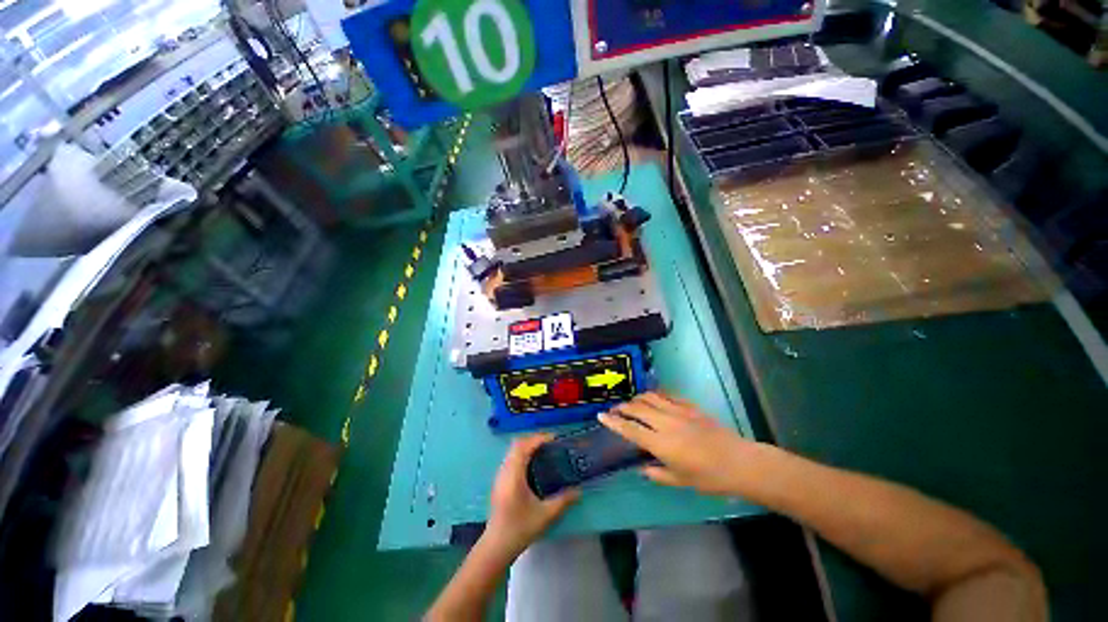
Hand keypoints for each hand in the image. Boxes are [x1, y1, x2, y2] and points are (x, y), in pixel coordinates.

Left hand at [483, 435, 579, 558]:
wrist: (496, 546)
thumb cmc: (520, 529)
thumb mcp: (546, 515)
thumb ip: (563, 500)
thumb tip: (579, 490)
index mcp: (514, 474)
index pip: (524, 446)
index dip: (538, 439)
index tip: (554, 439)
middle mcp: (505, 470)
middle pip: (517, 444)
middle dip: (533, 439)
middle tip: (550, 444)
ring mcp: (500, 476)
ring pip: (512, 451)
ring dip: (527, 446)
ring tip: (543, 451)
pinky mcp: (499, 482)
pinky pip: (510, 458)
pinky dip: (522, 454)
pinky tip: (532, 465)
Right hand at [599, 392, 758, 495]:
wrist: (740, 462)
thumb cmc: (709, 477)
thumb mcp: (681, 481)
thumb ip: (657, 474)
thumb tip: (641, 467)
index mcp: (661, 444)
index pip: (630, 429)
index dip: (613, 422)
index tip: (601, 416)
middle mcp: (665, 423)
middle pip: (637, 408)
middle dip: (622, 407)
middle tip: (615, 410)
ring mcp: (678, 411)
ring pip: (650, 397)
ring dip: (637, 399)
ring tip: (632, 404)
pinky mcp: (689, 406)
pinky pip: (667, 395)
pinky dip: (655, 395)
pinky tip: (653, 399)